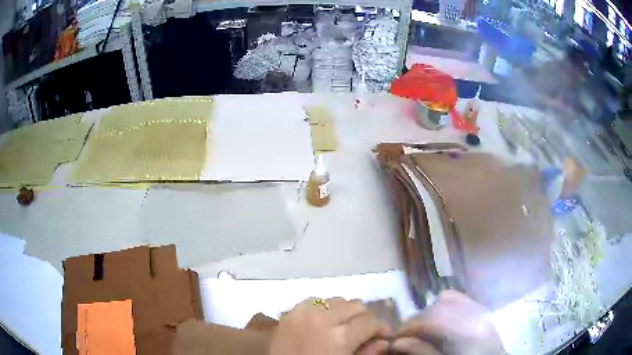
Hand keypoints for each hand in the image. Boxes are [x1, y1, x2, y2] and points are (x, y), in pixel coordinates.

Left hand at [269, 298, 390, 354]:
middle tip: (363, 331)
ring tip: (343, 326)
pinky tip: (323, 322)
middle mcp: (322, 318)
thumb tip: (384, 341)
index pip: (369, 322)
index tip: (382, 335)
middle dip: (364, 318)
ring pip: (336, 300)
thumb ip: (366, 352)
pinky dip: (324, 308)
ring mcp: (303, 312)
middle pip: (355, 305)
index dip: (380, 328)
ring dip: (344, 311)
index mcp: (338, 336)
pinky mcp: (290, 311)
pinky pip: (315, 301)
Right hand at [392, 291, 504, 354]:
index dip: (409, 326)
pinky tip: (442, 320)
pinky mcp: (480, 307)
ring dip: (430, 313)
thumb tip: (396, 342)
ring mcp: (479, 307)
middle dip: (417, 320)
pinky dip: (445, 305)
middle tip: (406, 335)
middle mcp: (473, 312)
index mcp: (466, 329)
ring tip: (424, 329)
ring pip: (446, 300)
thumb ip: (422, 351)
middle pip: (436, 308)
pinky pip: (459, 297)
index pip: (430, 319)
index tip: (395, 337)